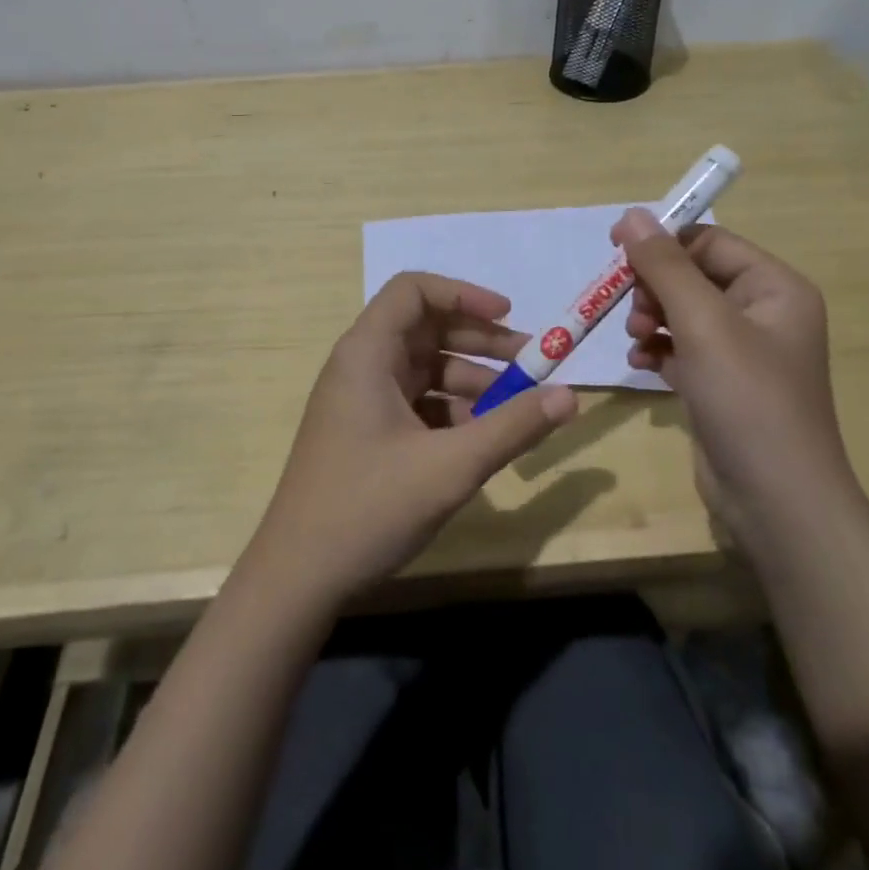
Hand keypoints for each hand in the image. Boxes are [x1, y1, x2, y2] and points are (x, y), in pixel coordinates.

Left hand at [246, 272, 576, 607]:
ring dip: (471, 381)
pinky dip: (451, 411)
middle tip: (531, 362)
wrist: (298, 578)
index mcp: (366, 353)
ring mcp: (361, 401)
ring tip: (515, 409)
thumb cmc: (369, 507)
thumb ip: (513, 427)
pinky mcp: (366, 432)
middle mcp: (361, 366)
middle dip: (480, 341)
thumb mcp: (451, 466)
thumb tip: (570, 396)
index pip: (414, 291)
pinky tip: (480, 440)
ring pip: (424, 369)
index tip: (509, 316)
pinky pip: (416, 403)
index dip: (463, 294)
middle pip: (426, 329)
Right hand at [609, 207, 858, 541]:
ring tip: (635, 340)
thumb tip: (632, 215)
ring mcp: (742, 352)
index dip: (662, 243)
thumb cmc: (747, 399)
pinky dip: (657, 349)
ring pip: (681, 312)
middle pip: (692, 275)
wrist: (776, 502)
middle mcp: (763, 313)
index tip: (615, 251)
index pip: (709, 242)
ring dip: (650, 318)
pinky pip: (681, 348)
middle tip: (631, 312)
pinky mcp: (721, 384)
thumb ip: (664, 266)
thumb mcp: (703, 323)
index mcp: (774, 288)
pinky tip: (640, 364)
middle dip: (654, 287)